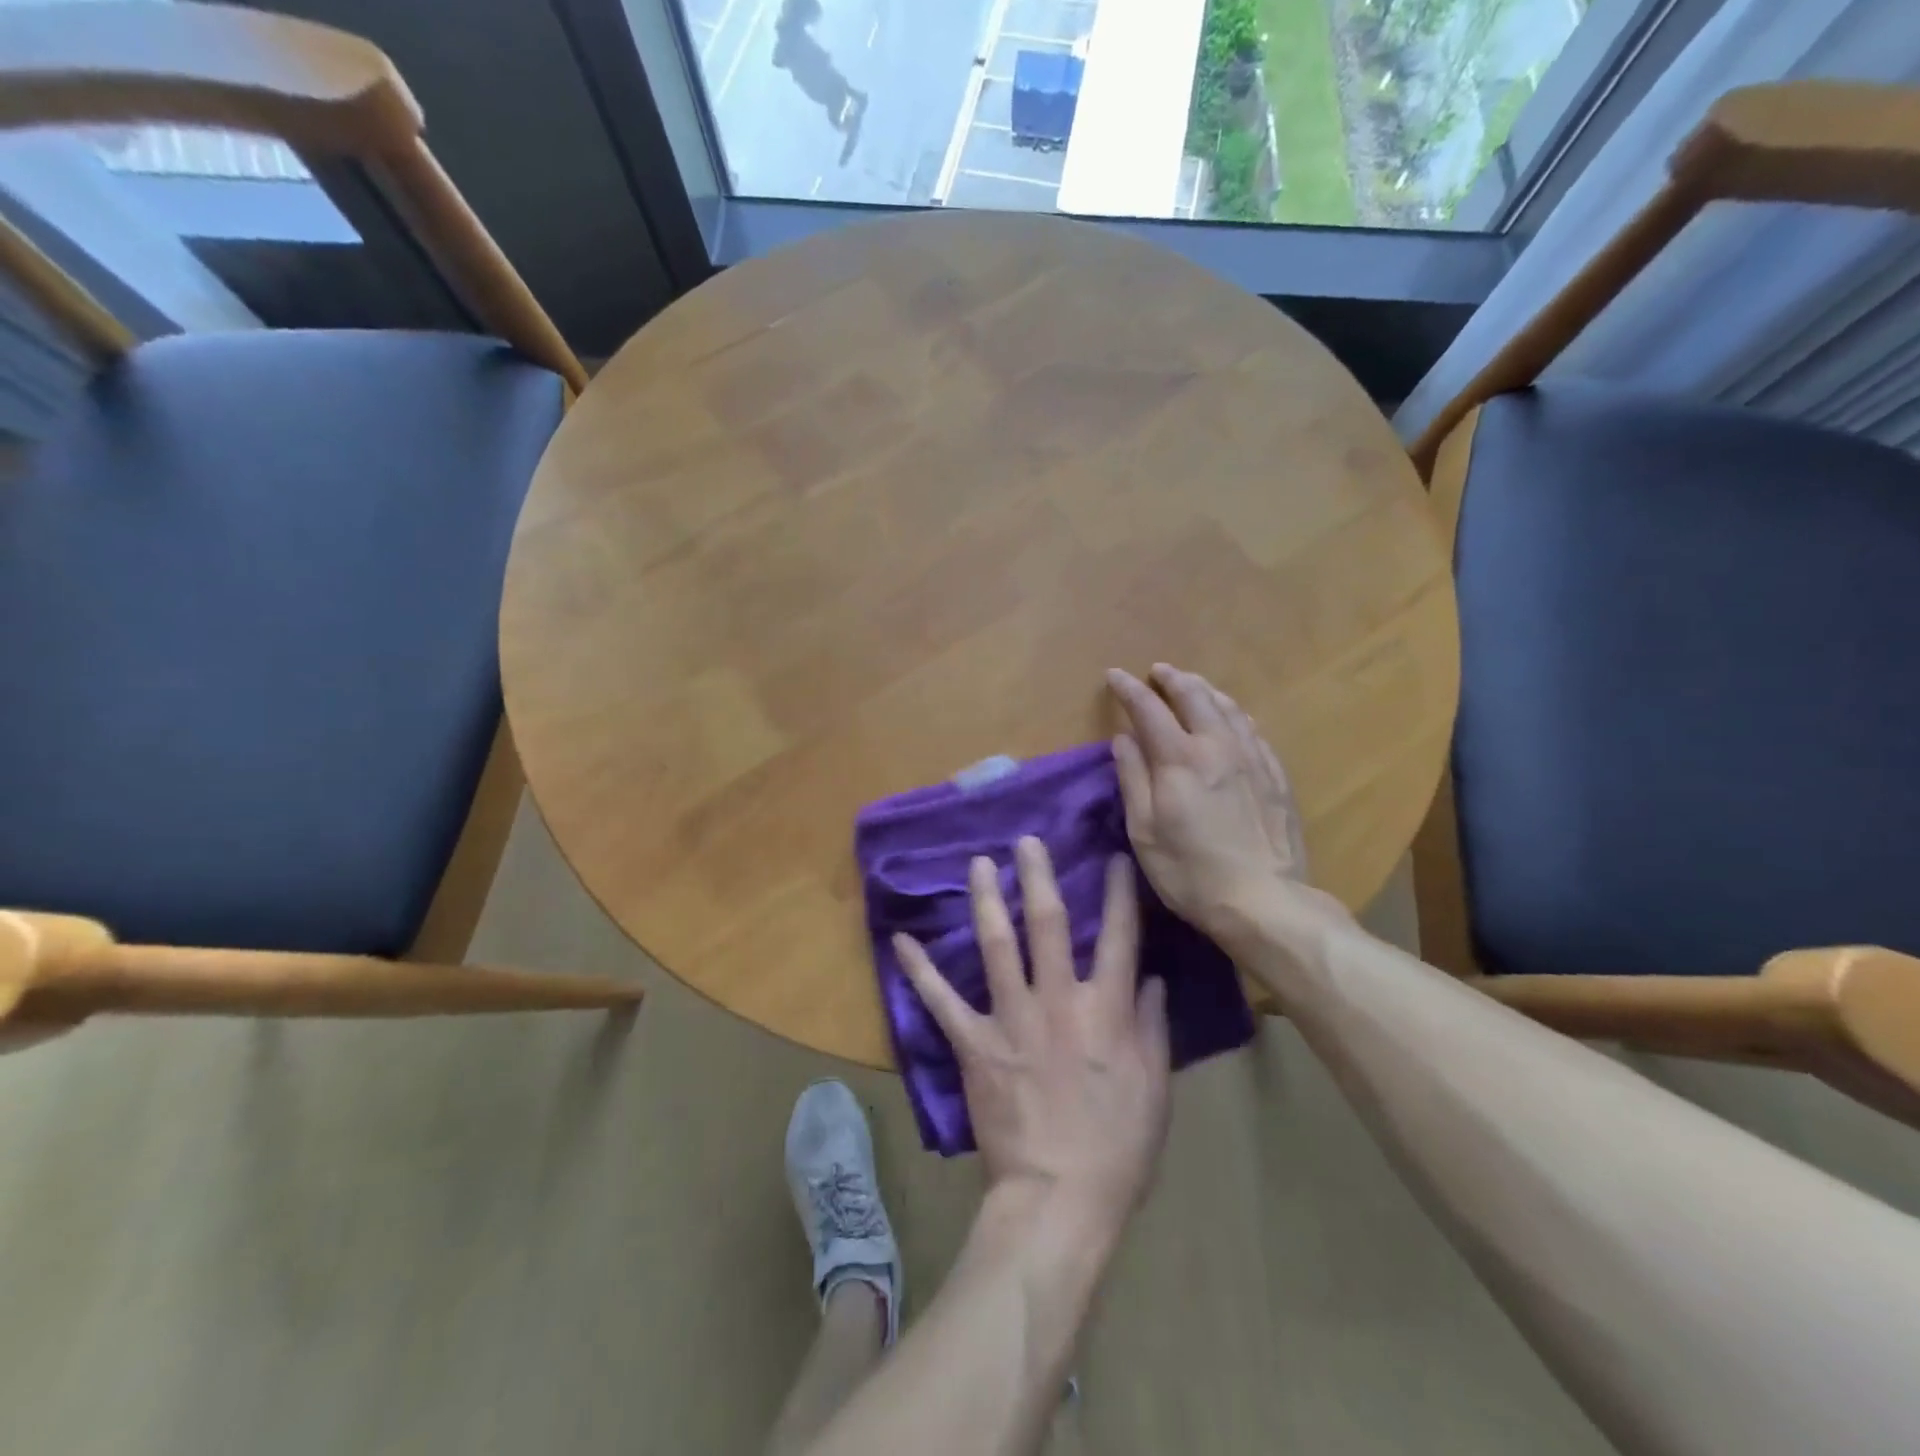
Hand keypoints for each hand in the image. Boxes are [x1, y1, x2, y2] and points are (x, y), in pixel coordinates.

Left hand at [893, 837, 1170, 1244]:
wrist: (1058, 1199)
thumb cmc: (1117, 1147)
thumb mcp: (1154, 1088)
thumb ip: (1152, 1027)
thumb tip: (1151, 978)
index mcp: (1105, 1010)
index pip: (1118, 937)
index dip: (1118, 893)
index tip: (1113, 857)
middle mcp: (1057, 1001)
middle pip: (1048, 924)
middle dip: (1038, 876)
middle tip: (1027, 840)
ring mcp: (1011, 1019)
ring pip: (996, 946)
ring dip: (986, 901)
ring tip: (978, 864)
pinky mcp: (974, 1044)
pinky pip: (941, 1001)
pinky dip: (920, 971)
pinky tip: (902, 941)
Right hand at [1106, 663, 1345, 947]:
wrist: (1264, 901)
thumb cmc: (1190, 872)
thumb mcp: (1144, 831)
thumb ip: (1133, 778)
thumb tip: (1124, 738)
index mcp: (1179, 759)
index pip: (1148, 709)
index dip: (1128, 689)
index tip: (1114, 675)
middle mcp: (1218, 746)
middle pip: (1194, 696)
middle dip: (1172, 679)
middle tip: (1157, 671)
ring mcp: (1253, 759)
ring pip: (1229, 708)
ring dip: (1206, 690)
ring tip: (1193, 685)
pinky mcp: (1276, 776)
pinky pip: (1254, 731)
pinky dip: (1235, 715)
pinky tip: (1233, 719)